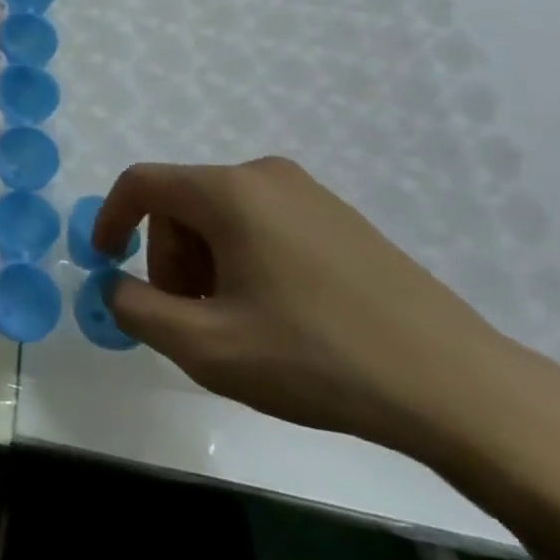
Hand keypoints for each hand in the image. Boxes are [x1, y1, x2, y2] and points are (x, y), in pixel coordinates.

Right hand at [94, 158, 559, 463]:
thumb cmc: (317, 358)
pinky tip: (277, 316)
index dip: (109, 219)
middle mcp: (265, 175)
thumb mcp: (208, 347)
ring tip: (236, 326)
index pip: (142, 183)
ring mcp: (308, 192)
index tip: (104, 264)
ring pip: (222, 217)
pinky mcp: (339, 217)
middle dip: (168, 258)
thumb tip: (113, 286)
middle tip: (189, 321)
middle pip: (182, 203)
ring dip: (205, 265)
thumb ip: (139, 311)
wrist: (454, 384)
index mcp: (229, 192)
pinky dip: (244, 261)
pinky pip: (262, 224)